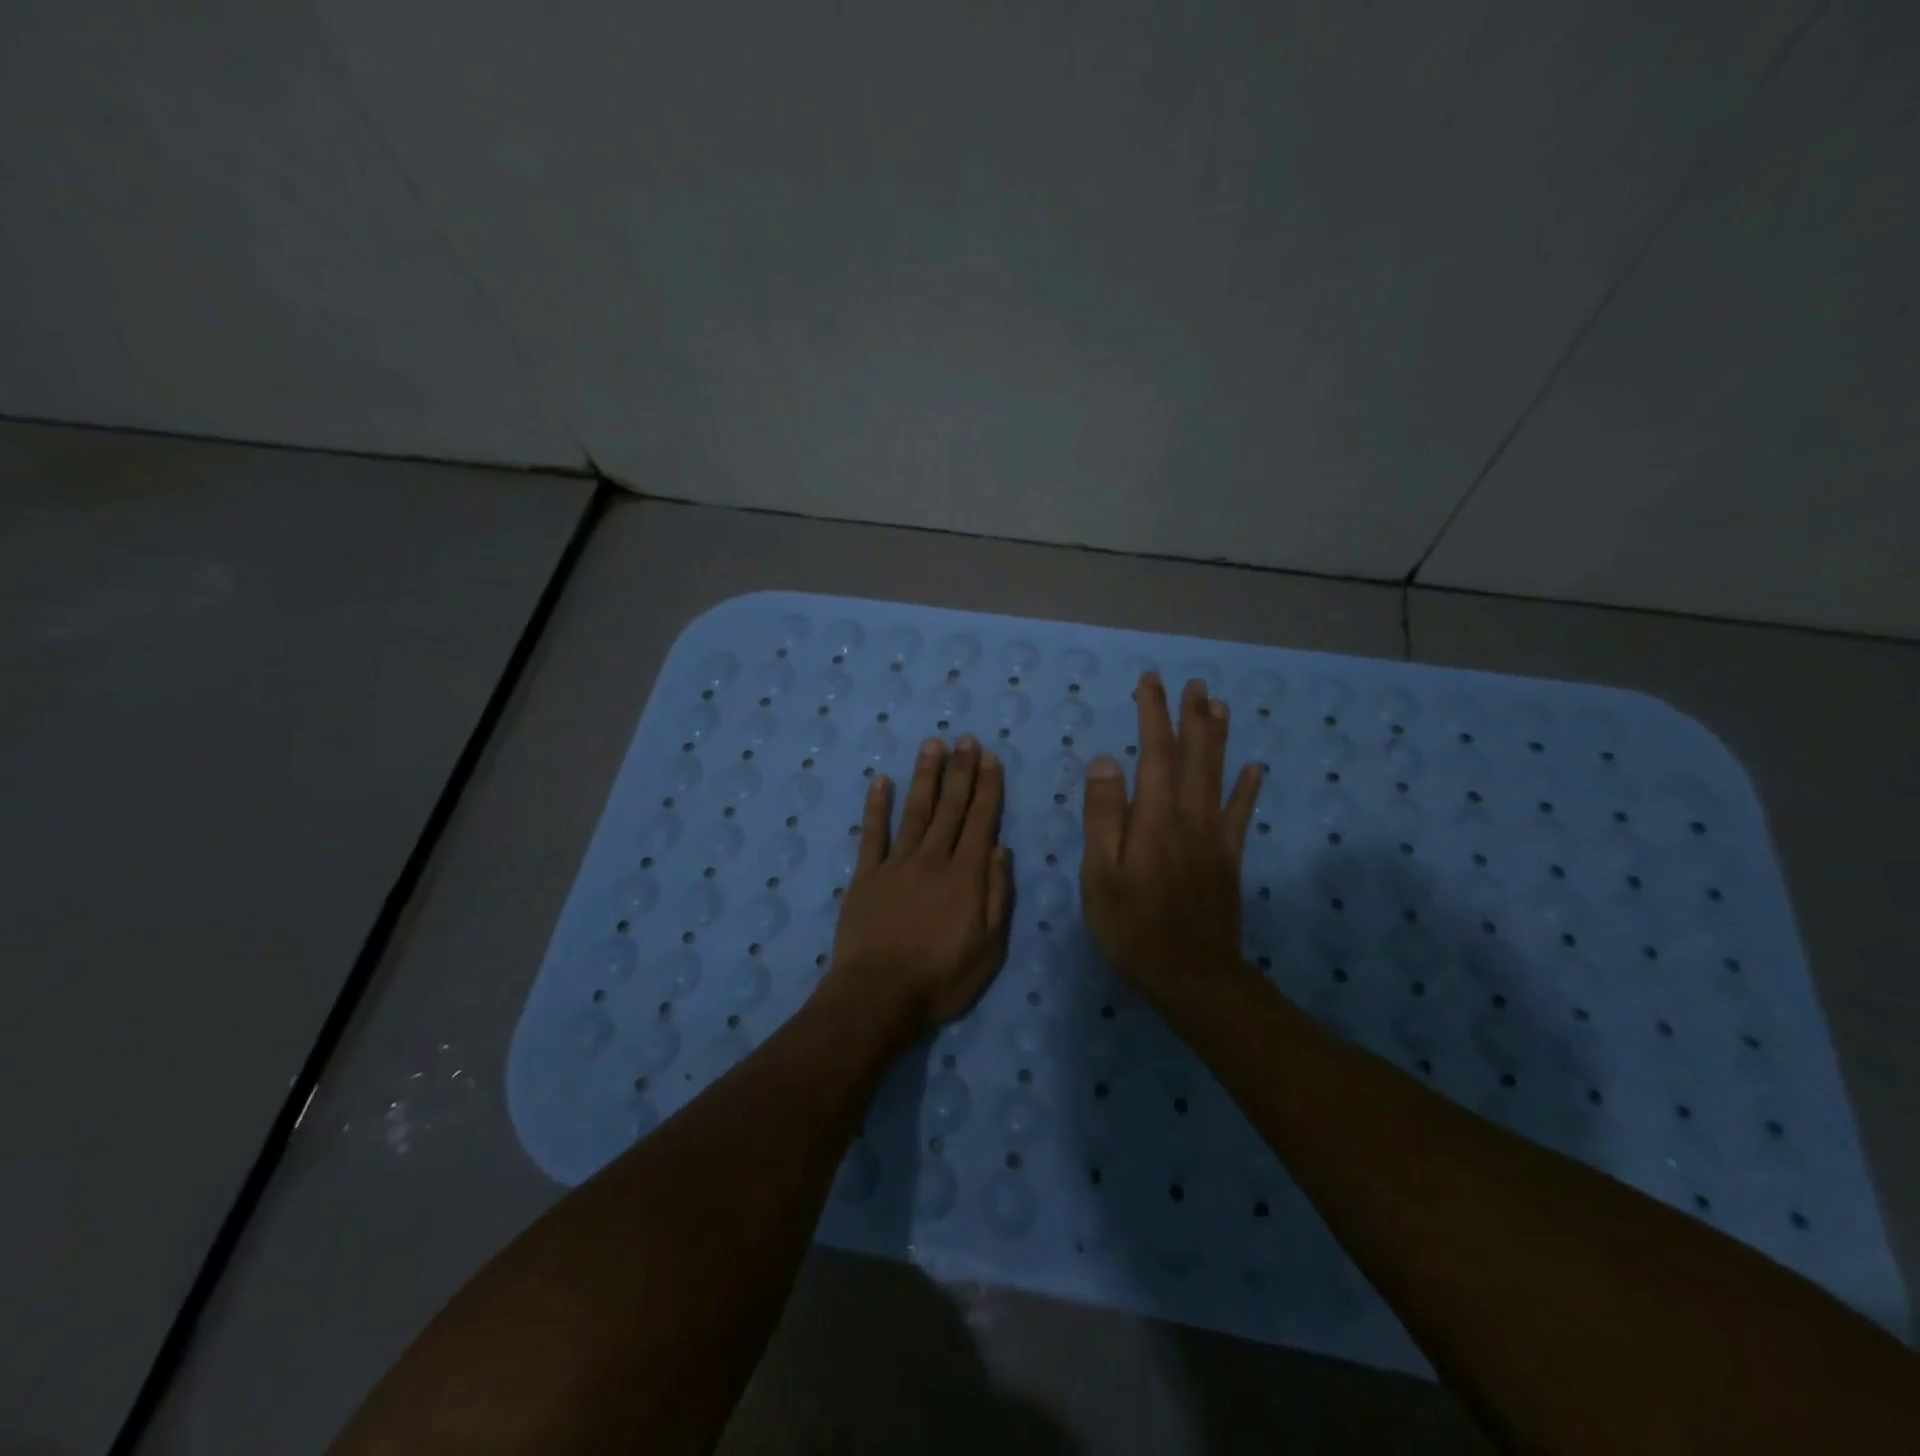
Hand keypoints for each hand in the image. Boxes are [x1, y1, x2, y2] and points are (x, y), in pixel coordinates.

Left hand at [821, 735, 1013, 1043]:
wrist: (879, 995)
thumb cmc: (941, 978)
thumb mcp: (989, 947)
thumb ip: (997, 895)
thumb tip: (1001, 849)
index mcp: (965, 876)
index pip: (981, 821)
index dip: (987, 788)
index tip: (990, 758)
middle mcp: (933, 859)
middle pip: (950, 808)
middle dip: (960, 772)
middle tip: (966, 739)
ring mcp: (896, 864)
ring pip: (915, 811)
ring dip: (925, 776)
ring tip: (932, 746)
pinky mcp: (866, 875)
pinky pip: (872, 834)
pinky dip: (877, 807)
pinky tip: (881, 781)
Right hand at [1080, 674, 1263, 1012]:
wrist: (1191, 975)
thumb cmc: (1132, 926)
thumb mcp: (1099, 874)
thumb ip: (1103, 816)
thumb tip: (1106, 761)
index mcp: (1154, 817)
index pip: (1154, 753)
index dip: (1152, 715)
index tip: (1150, 683)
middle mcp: (1189, 816)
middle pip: (1193, 755)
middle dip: (1191, 716)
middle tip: (1193, 683)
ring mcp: (1214, 836)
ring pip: (1219, 775)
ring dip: (1218, 738)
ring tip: (1219, 706)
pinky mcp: (1230, 857)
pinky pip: (1240, 814)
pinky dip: (1247, 788)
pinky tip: (1255, 768)